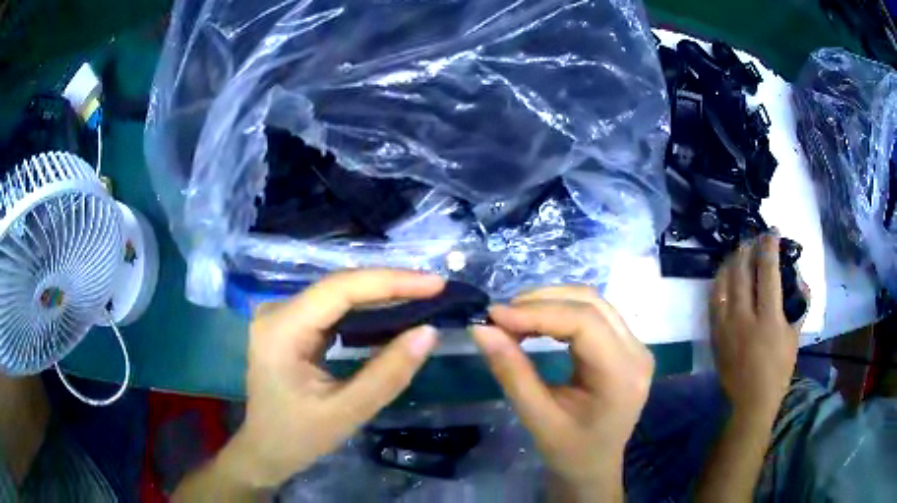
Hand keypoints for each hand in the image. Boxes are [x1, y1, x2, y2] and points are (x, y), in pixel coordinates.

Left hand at [220, 270, 443, 488]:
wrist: (265, 450)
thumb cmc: (298, 438)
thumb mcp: (346, 412)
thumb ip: (388, 374)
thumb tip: (428, 332)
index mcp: (281, 329)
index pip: (340, 289)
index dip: (391, 281)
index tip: (436, 284)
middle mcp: (277, 311)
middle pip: (340, 286)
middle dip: (390, 286)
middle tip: (436, 290)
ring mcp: (282, 315)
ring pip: (338, 294)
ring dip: (381, 295)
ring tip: (424, 297)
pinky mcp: (291, 325)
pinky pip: (333, 308)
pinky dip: (366, 310)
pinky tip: (392, 312)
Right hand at [470, 286, 653, 499]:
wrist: (593, 467)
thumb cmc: (569, 453)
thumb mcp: (537, 418)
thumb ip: (511, 372)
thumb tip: (481, 329)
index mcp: (623, 375)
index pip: (584, 323)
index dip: (538, 313)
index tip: (494, 315)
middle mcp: (637, 352)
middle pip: (591, 304)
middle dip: (541, 302)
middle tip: (500, 316)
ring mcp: (635, 346)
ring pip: (592, 302)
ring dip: (549, 302)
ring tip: (513, 317)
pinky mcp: (625, 345)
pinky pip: (593, 314)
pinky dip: (560, 312)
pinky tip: (535, 322)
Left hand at [710, 235, 803, 417]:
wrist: (749, 401)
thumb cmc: (778, 371)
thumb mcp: (794, 337)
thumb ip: (798, 306)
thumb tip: (800, 278)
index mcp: (768, 319)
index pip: (768, 271)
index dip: (769, 247)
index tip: (772, 232)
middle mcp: (744, 318)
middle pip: (741, 270)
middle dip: (747, 247)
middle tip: (753, 238)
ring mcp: (725, 325)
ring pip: (723, 281)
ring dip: (731, 261)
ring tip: (739, 251)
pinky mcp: (714, 333)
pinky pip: (713, 299)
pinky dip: (719, 281)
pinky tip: (725, 274)